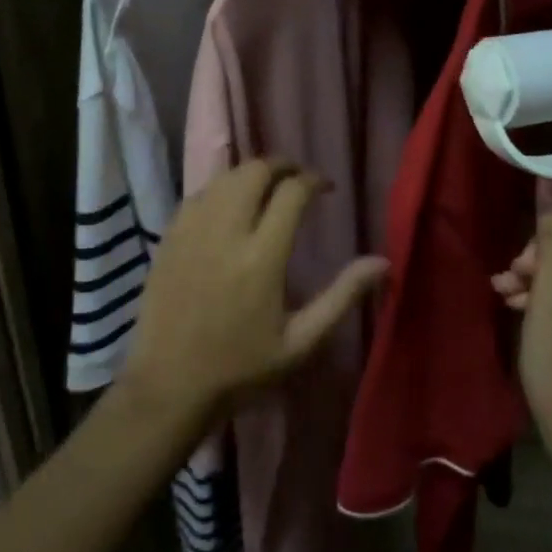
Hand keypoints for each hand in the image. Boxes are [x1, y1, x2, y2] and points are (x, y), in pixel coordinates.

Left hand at [120, 158, 388, 432]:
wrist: (168, 386)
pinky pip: (198, 194)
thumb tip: (383, 262)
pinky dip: (220, 189)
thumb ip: (342, 296)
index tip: (326, 188)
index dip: (314, 180)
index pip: (292, 192)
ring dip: (250, 173)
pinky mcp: (169, 237)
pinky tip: (229, 205)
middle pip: (255, 170)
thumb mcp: (301, 343)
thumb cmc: (240, 369)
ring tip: (267, 188)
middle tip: (297, 179)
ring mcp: (192, 231)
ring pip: (224, 176)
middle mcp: (226, 231)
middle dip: (282, 165)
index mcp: (262, 257)